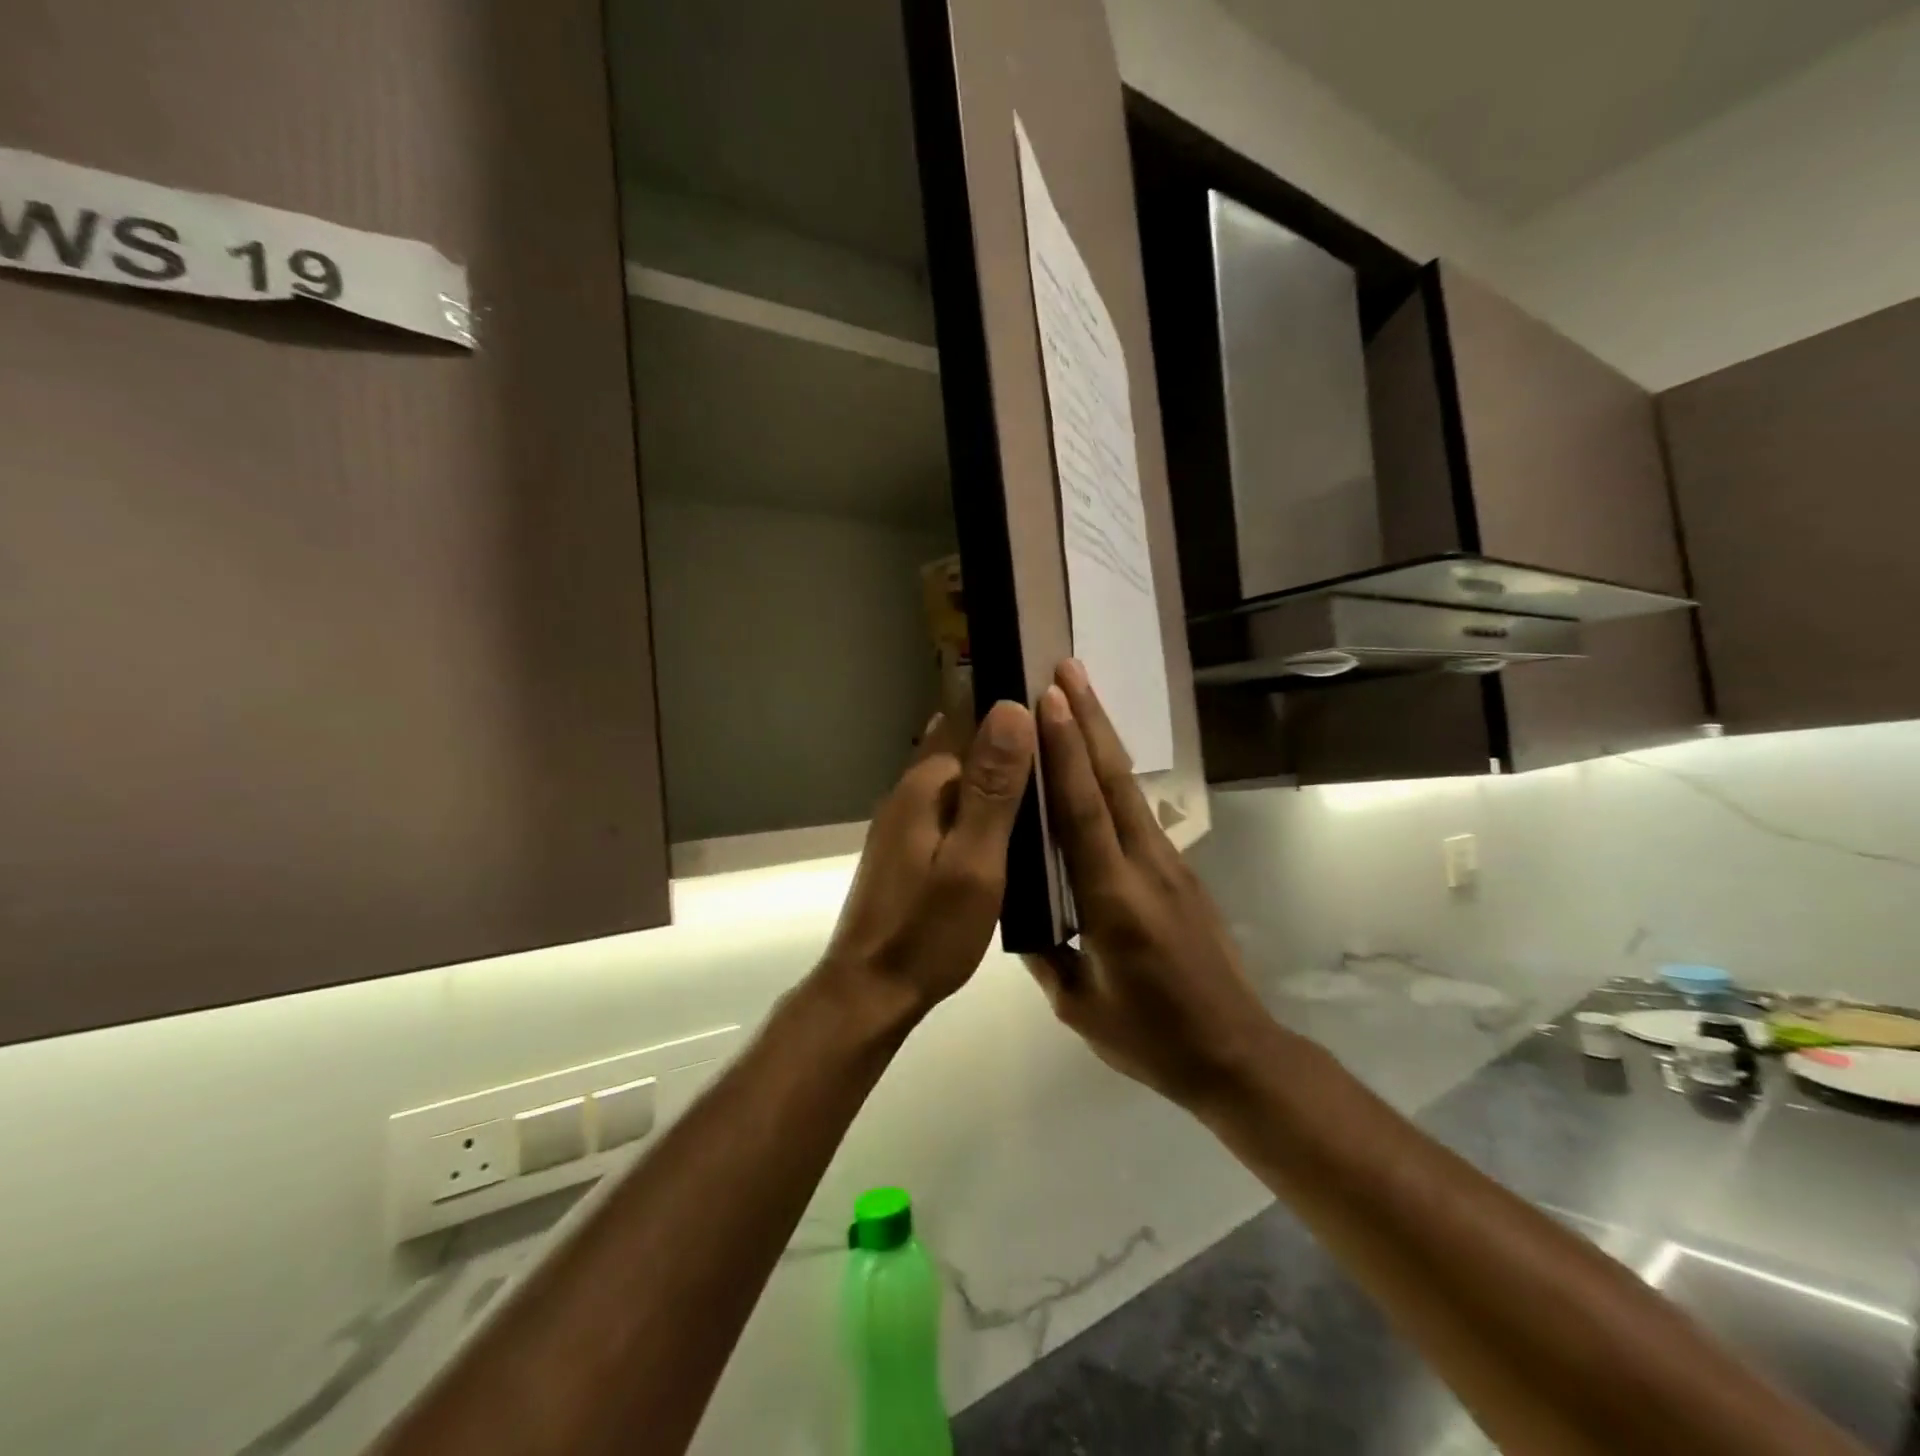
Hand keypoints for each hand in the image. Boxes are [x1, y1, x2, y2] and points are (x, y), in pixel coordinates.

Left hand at [814, 700, 1036, 1032]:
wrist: (872, 990)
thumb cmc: (928, 930)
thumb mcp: (974, 861)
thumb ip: (994, 788)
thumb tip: (1012, 707)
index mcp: (927, 784)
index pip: (972, 718)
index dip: (1014, 706)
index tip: (1060, 704)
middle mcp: (911, 789)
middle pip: (966, 743)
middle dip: (1011, 737)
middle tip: (1069, 744)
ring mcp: (906, 818)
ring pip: (961, 775)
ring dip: (999, 770)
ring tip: (1053, 776)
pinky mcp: (909, 844)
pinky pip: (954, 804)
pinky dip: (984, 801)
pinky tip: (1014, 819)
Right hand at [1026, 661, 1271, 1109]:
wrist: (1236, 1054)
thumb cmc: (1151, 1037)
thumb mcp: (1079, 1005)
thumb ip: (1044, 953)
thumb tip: (1018, 909)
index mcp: (1114, 902)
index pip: (1083, 814)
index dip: (1065, 753)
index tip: (1048, 701)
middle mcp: (1145, 868)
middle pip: (1113, 781)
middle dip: (1089, 719)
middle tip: (1065, 668)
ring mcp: (1170, 866)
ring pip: (1129, 790)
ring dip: (1103, 737)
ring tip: (1078, 695)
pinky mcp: (1181, 872)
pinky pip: (1138, 813)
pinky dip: (1113, 776)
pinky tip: (1097, 762)